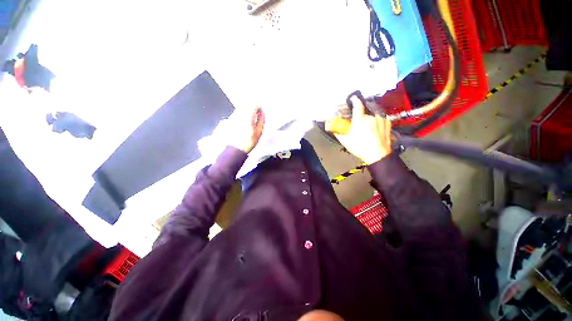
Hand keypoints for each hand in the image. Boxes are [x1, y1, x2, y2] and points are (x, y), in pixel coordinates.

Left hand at [230, 107, 264, 153]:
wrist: (236, 149)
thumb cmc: (249, 142)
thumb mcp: (259, 132)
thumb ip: (261, 120)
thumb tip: (262, 113)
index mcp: (247, 116)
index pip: (254, 104)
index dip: (259, 106)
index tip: (261, 111)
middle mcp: (239, 114)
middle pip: (247, 104)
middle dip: (253, 107)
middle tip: (257, 114)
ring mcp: (233, 116)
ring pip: (242, 108)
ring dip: (247, 110)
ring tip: (252, 118)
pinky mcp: (230, 119)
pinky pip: (238, 112)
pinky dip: (243, 114)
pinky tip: (245, 121)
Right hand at [335, 97, 391, 164]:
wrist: (377, 155)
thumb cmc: (360, 147)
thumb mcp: (345, 141)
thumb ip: (337, 131)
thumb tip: (331, 126)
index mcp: (360, 119)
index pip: (357, 105)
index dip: (354, 100)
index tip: (352, 98)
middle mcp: (371, 117)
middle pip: (364, 113)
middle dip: (360, 118)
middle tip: (358, 126)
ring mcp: (381, 119)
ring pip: (372, 116)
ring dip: (368, 120)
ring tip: (367, 130)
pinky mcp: (387, 124)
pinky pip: (380, 119)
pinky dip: (376, 122)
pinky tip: (374, 129)